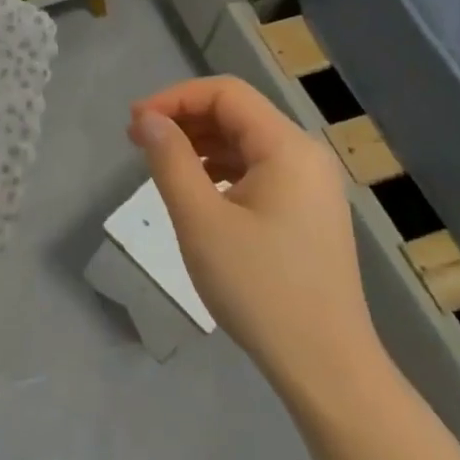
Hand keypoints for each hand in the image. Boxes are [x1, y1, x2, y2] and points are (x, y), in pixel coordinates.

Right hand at [129, 76, 385, 406]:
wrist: (325, 366)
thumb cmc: (259, 287)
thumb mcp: (200, 219)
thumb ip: (169, 159)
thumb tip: (146, 118)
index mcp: (287, 148)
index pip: (225, 94)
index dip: (174, 98)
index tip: (134, 123)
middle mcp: (305, 156)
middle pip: (237, 114)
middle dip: (184, 119)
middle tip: (138, 142)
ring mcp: (311, 186)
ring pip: (246, 143)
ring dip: (200, 144)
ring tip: (161, 166)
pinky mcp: (307, 213)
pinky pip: (257, 171)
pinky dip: (220, 169)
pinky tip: (197, 192)